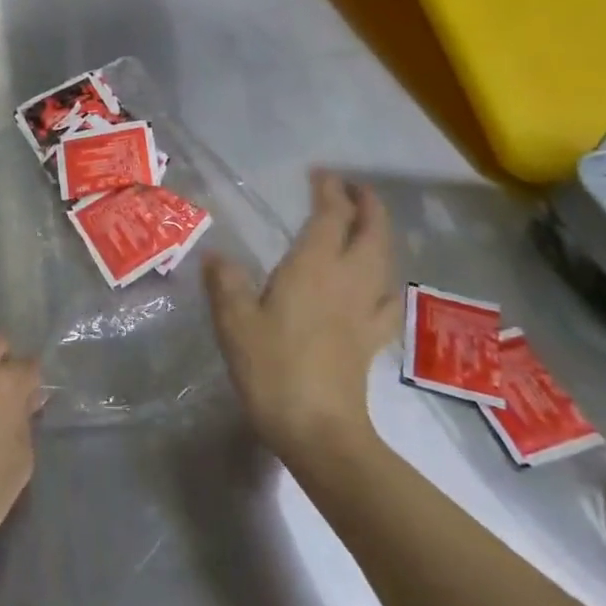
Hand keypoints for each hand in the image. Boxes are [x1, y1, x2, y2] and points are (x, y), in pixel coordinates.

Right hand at [204, 171, 397, 458]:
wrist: (319, 431)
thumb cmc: (273, 368)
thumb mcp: (234, 321)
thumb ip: (225, 283)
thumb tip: (216, 256)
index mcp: (314, 266)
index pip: (330, 215)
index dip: (329, 190)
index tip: (319, 174)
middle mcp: (347, 279)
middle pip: (372, 231)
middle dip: (367, 204)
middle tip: (353, 188)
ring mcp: (366, 310)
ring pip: (384, 260)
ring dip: (380, 234)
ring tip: (366, 226)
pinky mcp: (373, 339)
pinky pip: (388, 297)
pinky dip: (386, 279)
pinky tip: (378, 285)